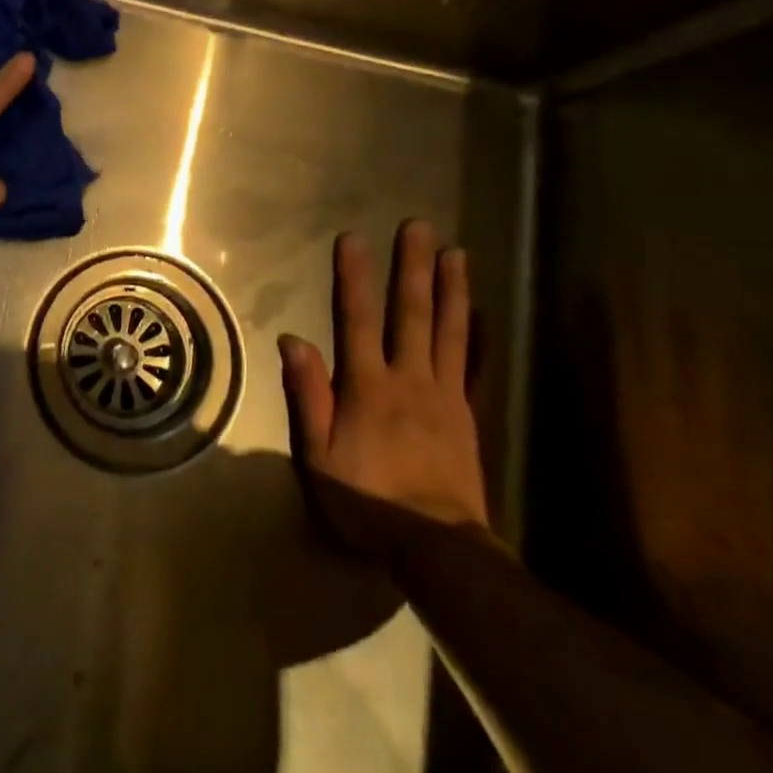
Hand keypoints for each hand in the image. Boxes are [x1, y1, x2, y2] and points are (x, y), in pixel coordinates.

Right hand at [279, 222, 489, 552]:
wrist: (436, 544)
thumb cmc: (366, 499)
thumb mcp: (320, 454)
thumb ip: (308, 394)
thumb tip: (293, 339)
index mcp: (368, 386)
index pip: (358, 320)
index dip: (355, 278)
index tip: (353, 239)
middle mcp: (409, 378)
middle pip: (411, 314)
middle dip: (412, 267)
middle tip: (419, 227)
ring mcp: (444, 394)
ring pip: (448, 331)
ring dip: (451, 289)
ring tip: (455, 253)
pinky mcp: (466, 413)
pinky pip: (473, 365)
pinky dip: (477, 334)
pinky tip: (479, 311)